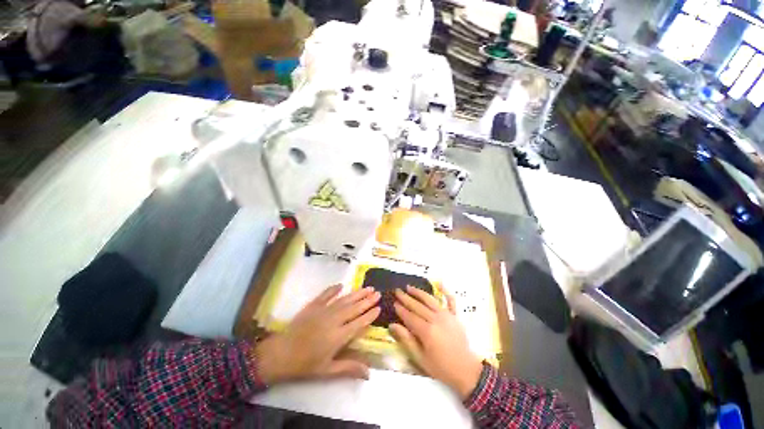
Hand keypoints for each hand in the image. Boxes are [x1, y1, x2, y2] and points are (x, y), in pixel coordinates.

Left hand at [255, 285, 380, 383]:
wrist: (281, 354)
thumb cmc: (305, 364)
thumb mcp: (328, 371)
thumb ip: (349, 368)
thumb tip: (369, 373)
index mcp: (339, 336)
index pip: (359, 322)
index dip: (370, 315)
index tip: (379, 307)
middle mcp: (334, 320)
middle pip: (354, 308)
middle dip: (367, 300)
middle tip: (377, 293)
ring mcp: (323, 310)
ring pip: (344, 300)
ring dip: (357, 293)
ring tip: (367, 287)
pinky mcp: (313, 305)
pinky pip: (326, 295)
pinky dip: (334, 289)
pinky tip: (341, 285)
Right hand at [389, 286, 482, 398]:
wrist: (466, 371)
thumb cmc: (441, 367)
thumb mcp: (420, 358)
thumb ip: (406, 340)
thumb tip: (392, 325)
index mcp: (426, 331)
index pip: (409, 316)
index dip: (401, 309)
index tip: (393, 302)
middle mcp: (435, 319)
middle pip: (418, 306)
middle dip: (406, 298)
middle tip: (397, 291)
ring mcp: (446, 315)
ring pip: (430, 300)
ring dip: (419, 292)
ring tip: (409, 287)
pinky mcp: (454, 316)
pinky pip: (450, 301)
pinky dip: (445, 291)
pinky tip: (440, 283)